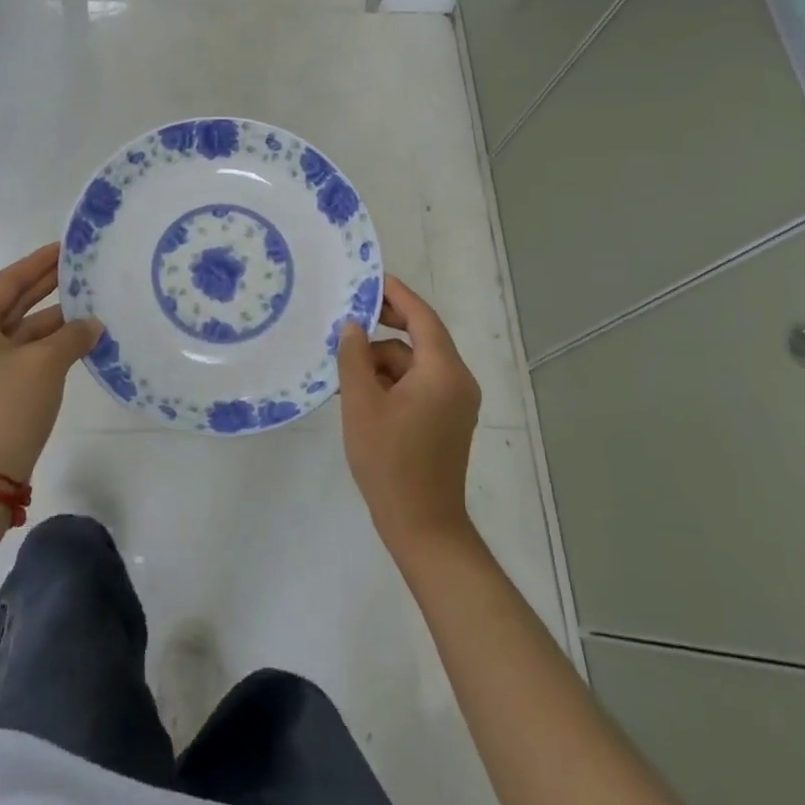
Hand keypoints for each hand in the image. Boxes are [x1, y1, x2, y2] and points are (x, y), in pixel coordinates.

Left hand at [0, 243, 101, 483]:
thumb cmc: (7, 406)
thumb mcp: (45, 364)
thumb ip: (73, 336)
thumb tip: (93, 325)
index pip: (7, 282)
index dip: (38, 263)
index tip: (65, 248)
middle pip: (11, 304)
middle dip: (46, 287)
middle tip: (79, 268)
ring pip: (19, 332)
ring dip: (52, 320)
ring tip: (89, 304)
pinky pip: (21, 354)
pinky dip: (47, 345)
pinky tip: (77, 339)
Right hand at [338, 274, 481, 557]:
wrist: (422, 526)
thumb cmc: (390, 462)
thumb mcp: (362, 404)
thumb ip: (355, 358)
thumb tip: (352, 326)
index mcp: (443, 371)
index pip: (422, 317)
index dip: (397, 295)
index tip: (371, 278)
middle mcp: (458, 381)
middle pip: (420, 339)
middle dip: (385, 329)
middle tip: (349, 319)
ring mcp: (456, 402)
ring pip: (415, 364)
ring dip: (383, 362)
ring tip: (346, 375)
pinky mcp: (448, 420)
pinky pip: (419, 384)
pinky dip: (393, 381)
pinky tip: (363, 394)